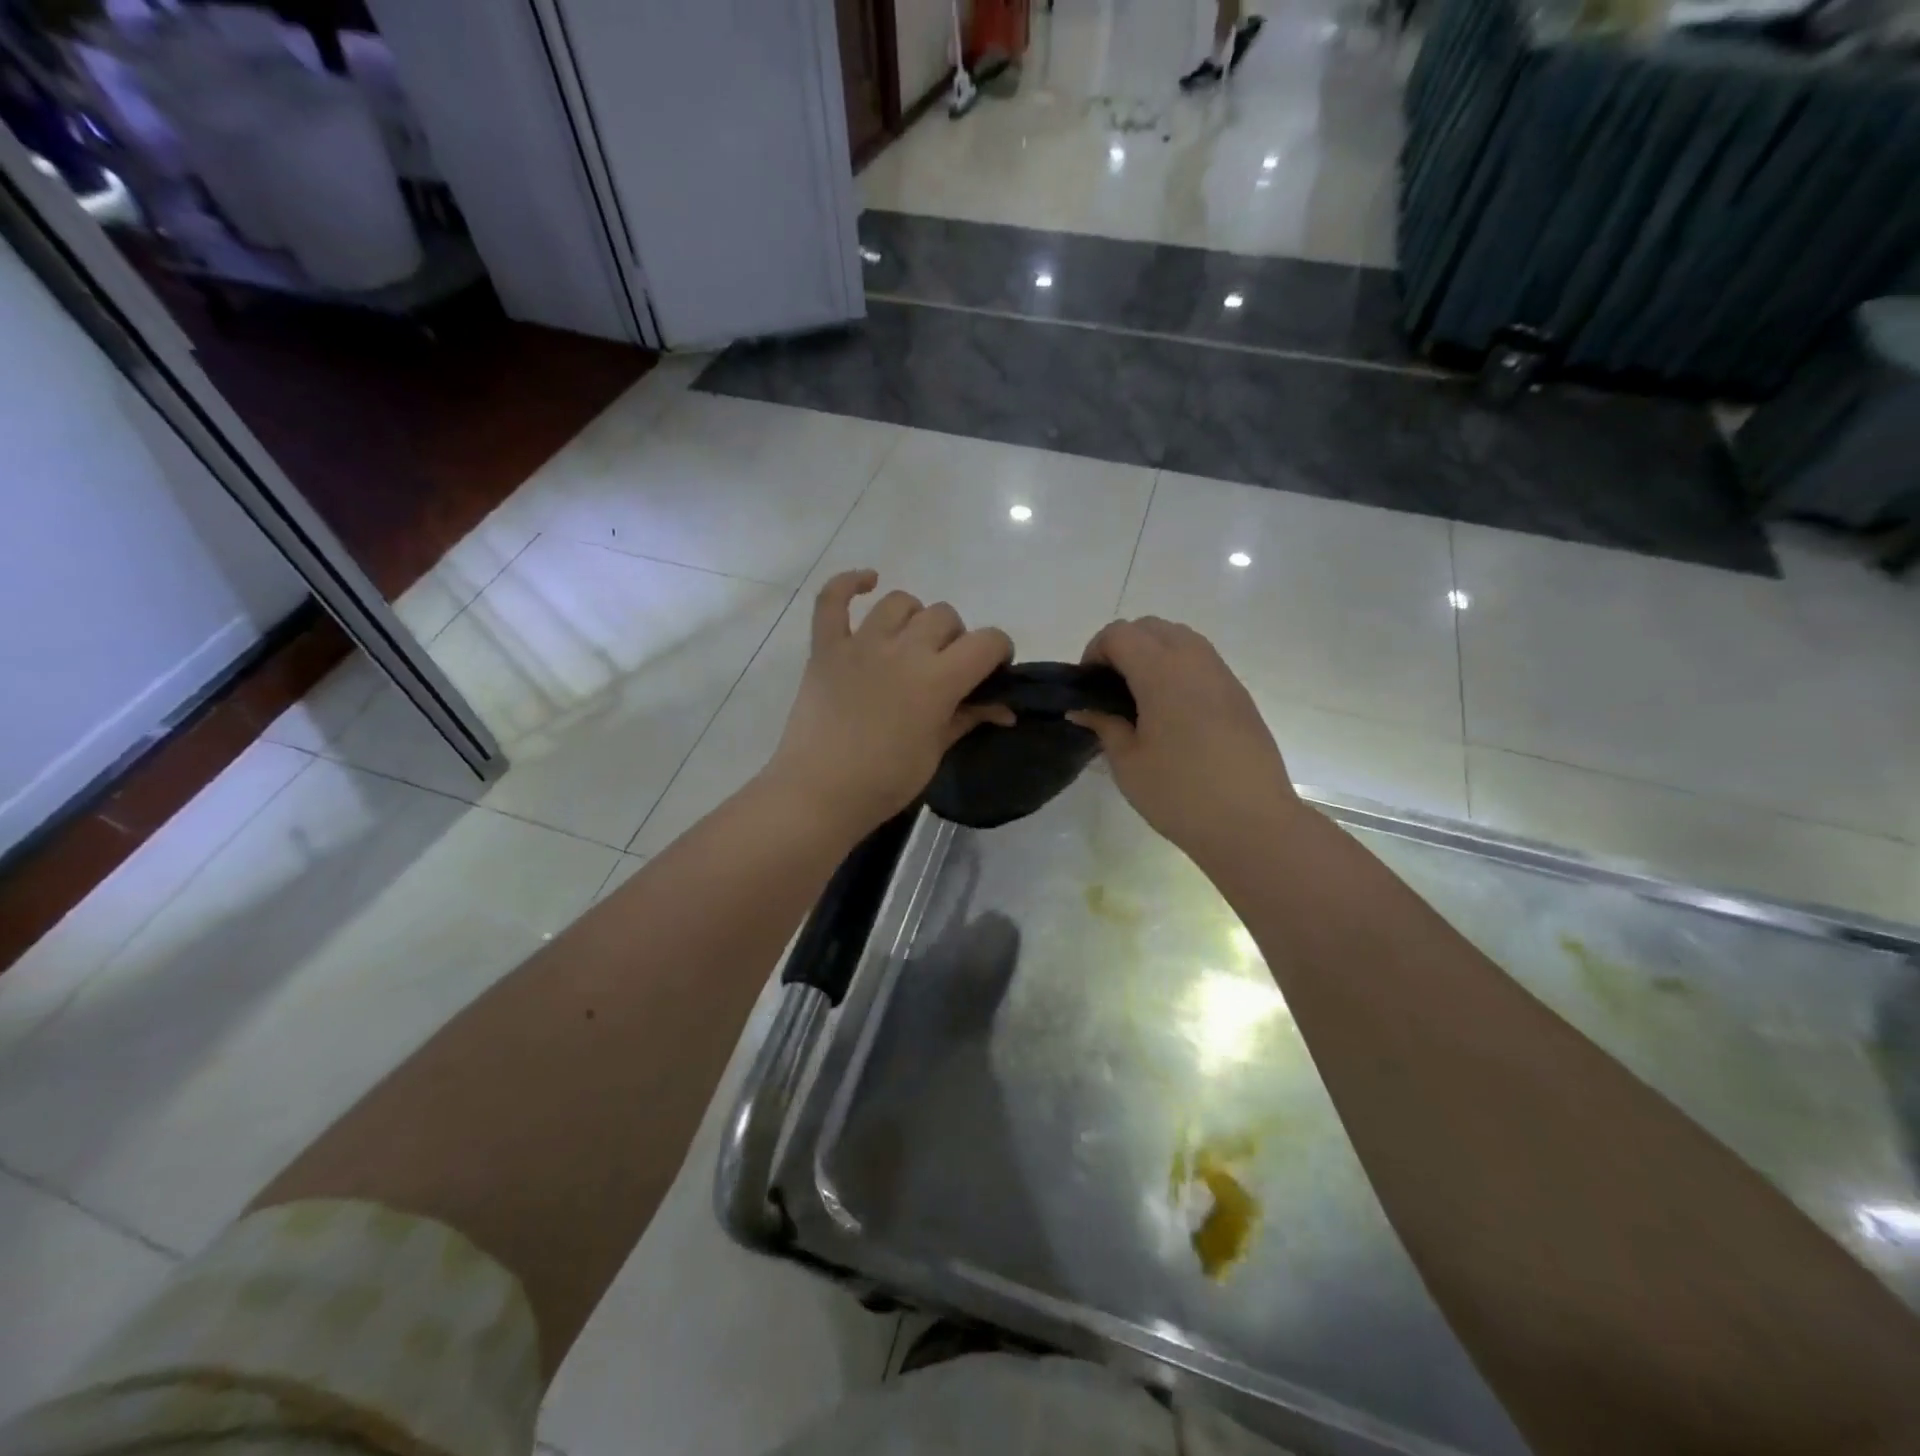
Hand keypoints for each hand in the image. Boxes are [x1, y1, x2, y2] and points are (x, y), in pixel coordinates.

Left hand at [766, 571, 1013, 839]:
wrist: (819, 793)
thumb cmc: (885, 782)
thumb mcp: (936, 751)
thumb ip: (969, 717)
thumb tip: (1005, 708)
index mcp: (938, 678)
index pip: (987, 641)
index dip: (998, 651)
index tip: (992, 672)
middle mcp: (903, 649)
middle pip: (945, 616)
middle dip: (955, 639)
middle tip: (945, 669)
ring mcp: (861, 643)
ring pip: (901, 602)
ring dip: (914, 618)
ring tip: (910, 643)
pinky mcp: (826, 647)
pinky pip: (832, 599)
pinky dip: (849, 583)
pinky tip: (868, 582)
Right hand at [1070, 618, 1299, 867]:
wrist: (1252, 822)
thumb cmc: (1180, 793)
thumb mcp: (1128, 763)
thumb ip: (1104, 726)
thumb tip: (1083, 709)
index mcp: (1162, 672)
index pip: (1120, 634)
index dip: (1095, 651)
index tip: (1087, 685)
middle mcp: (1194, 661)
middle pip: (1151, 627)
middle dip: (1123, 646)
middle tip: (1109, 687)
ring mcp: (1222, 675)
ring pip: (1181, 638)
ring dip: (1153, 653)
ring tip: (1139, 698)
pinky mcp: (1239, 695)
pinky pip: (1202, 661)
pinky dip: (1178, 669)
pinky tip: (1171, 712)